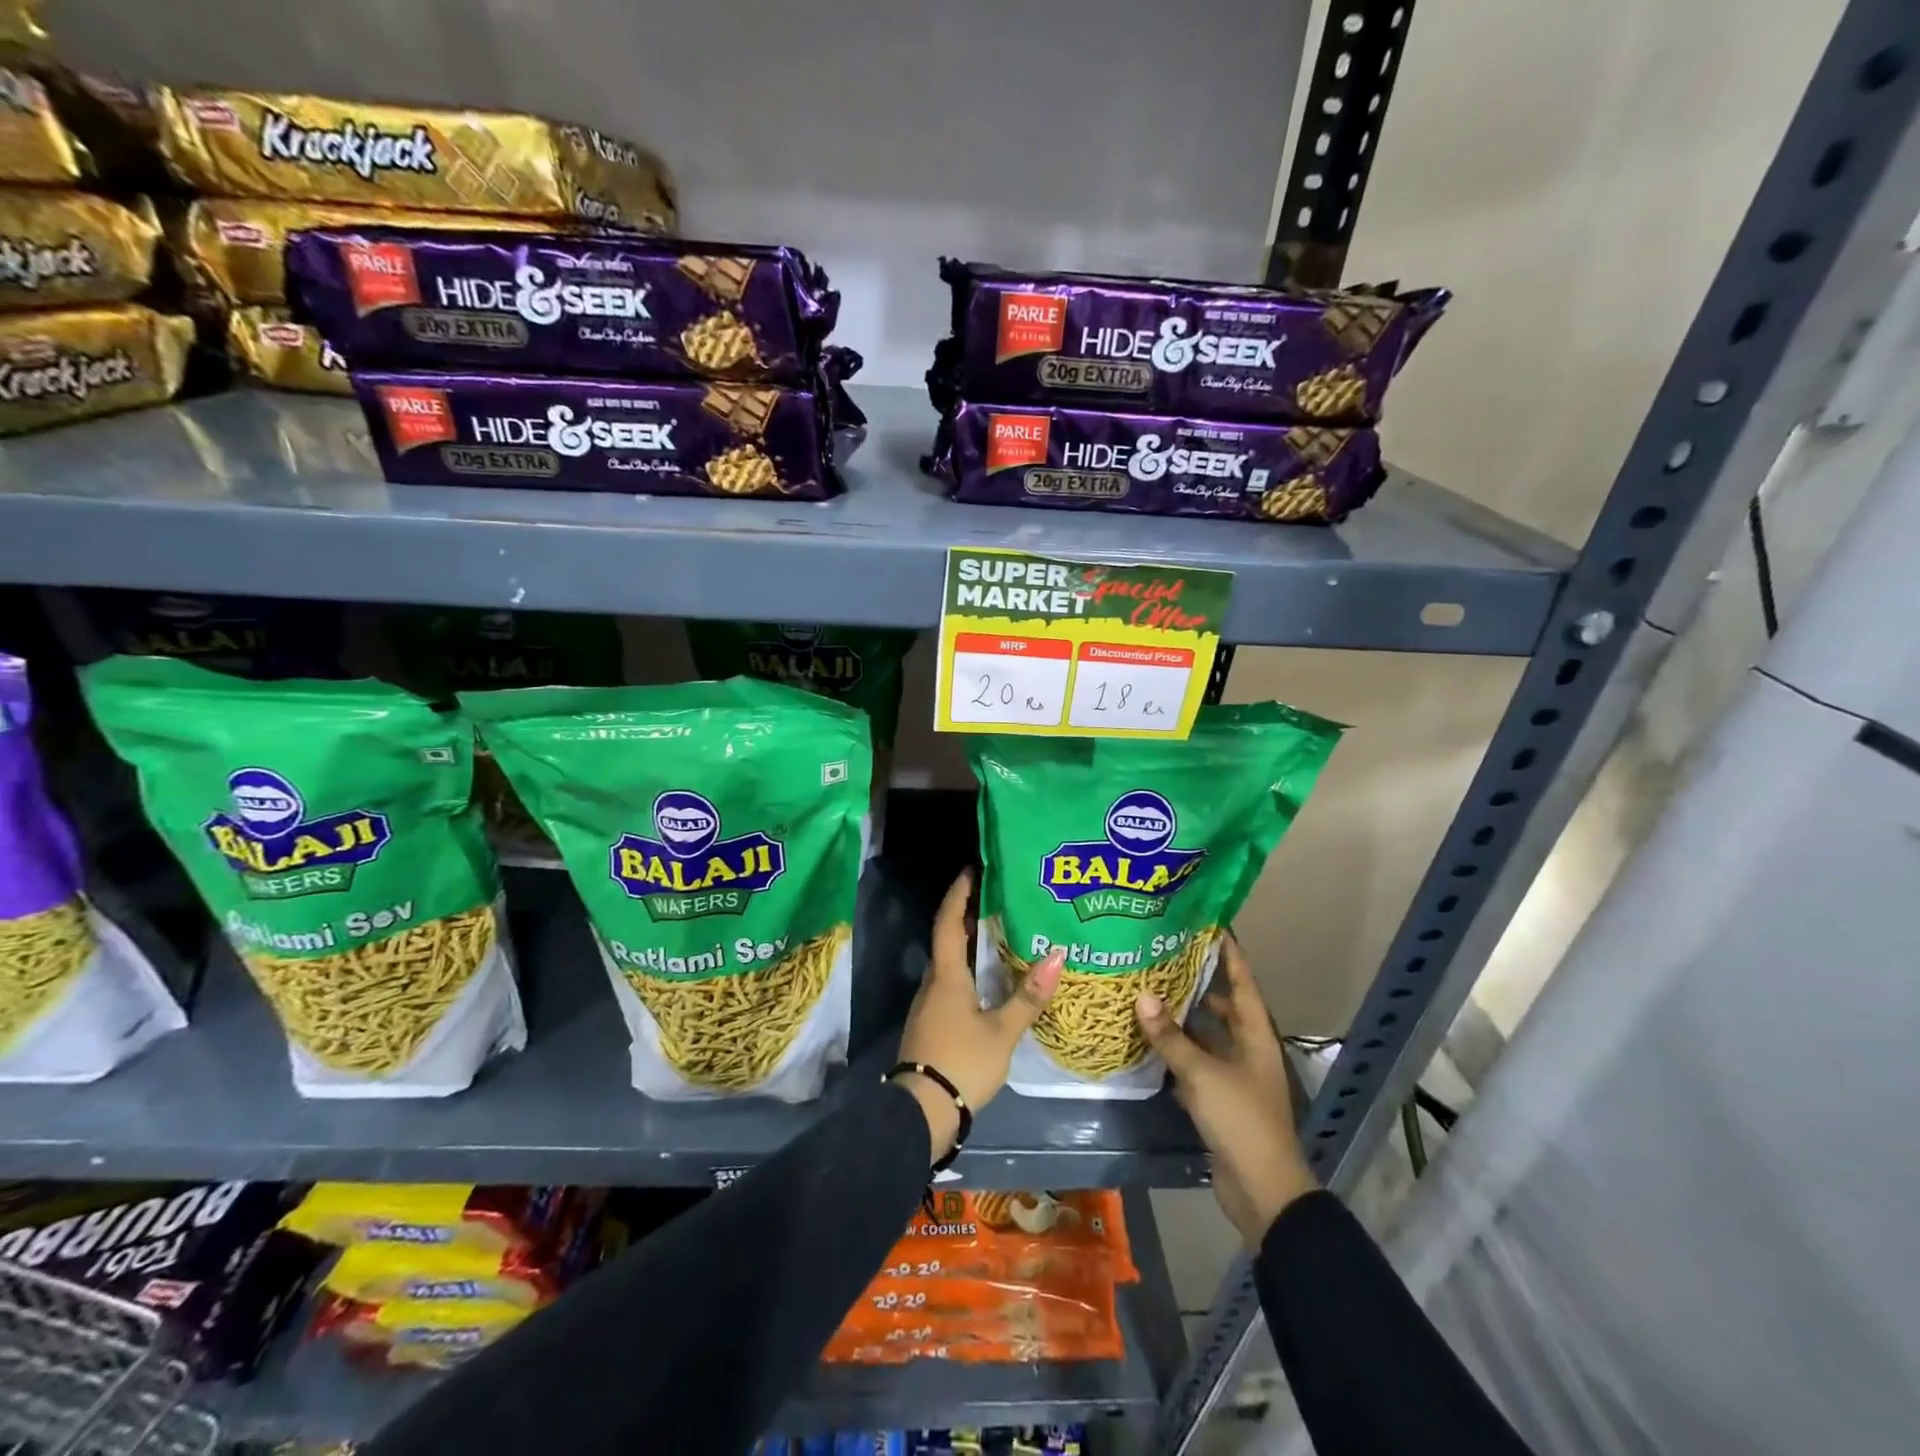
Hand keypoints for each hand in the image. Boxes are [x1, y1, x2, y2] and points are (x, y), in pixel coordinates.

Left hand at [896, 869, 1063, 1165]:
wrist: (921, 1112)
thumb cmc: (962, 1063)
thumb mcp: (1002, 1032)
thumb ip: (1028, 996)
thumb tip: (1058, 955)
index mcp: (946, 976)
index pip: (949, 922)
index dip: (958, 894)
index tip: (971, 870)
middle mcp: (932, 983)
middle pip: (947, 939)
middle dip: (967, 916)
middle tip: (996, 899)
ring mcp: (927, 1005)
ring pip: (948, 963)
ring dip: (967, 944)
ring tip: (998, 934)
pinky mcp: (930, 1024)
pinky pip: (948, 984)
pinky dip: (966, 970)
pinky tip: (987, 980)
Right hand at [1136, 935, 1316, 1247]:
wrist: (1263, 1189)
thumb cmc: (1240, 1119)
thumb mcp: (1201, 1073)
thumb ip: (1170, 1036)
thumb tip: (1141, 995)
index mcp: (1254, 1035)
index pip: (1242, 982)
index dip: (1229, 954)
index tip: (1209, 925)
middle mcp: (1247, 1049)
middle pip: (1222, 1007)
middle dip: (1196, 984)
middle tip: (1162, 958)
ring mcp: (1235, 1076)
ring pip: (1206, 1036)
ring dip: (1182, 1019)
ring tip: (1149, 992)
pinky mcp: (1220, 1100)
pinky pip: (1196, 1064)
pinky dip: (1177, 1051)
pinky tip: (1150, 1040)